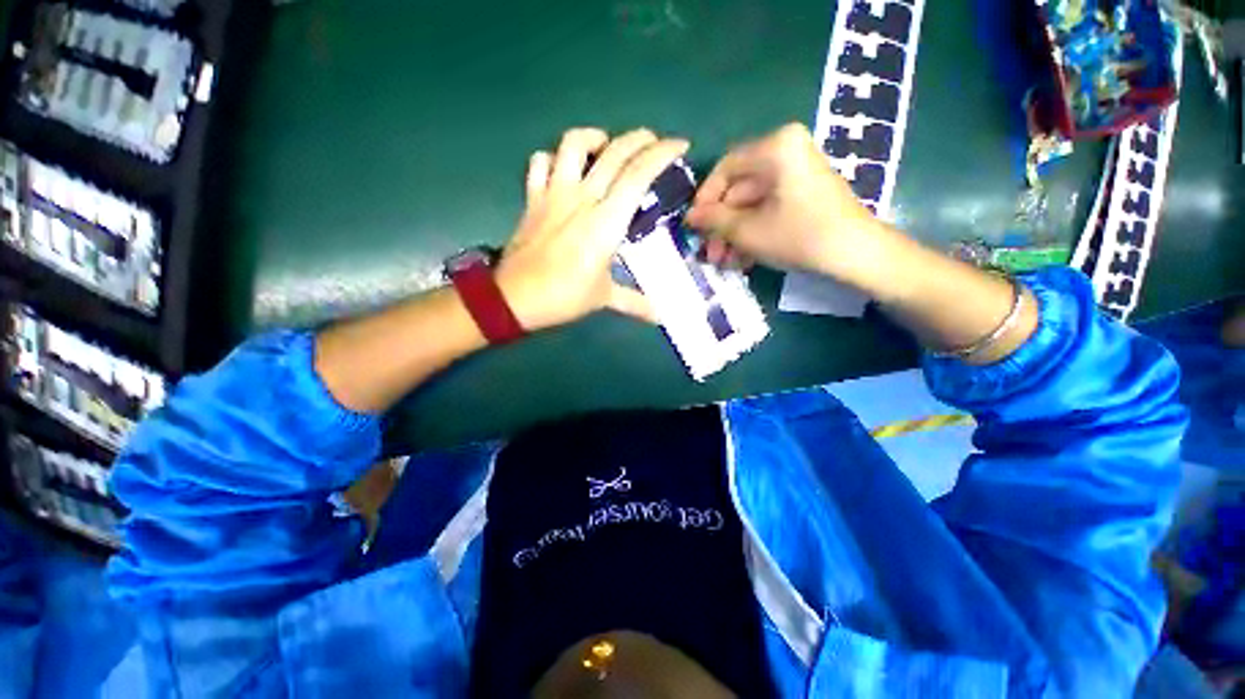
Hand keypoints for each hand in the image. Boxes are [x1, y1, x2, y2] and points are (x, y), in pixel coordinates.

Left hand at [496, 128, 688, 331]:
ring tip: (606, 147)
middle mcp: (582, 197)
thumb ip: (635, 303)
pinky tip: (563, 167)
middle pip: (614, 152)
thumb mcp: (604, 298)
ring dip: (595, 138)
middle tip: (653, 143)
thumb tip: (660, 316)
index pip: (638, 175)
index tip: (680, 145)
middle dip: (640, 139)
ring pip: (573, 144)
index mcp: (606, 221)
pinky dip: (554, 158)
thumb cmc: (564, 296)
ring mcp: (554, 193)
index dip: (662, 154)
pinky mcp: (533, 198)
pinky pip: (540, 163)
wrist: (515, 297)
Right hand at [685, 123, 887, 284]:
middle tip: (709, 253)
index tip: (693, 225)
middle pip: (739, 190)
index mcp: (776, 147)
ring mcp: (796, 174)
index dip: (705, 198)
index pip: (725, 167)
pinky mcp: (803, 194)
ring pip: (751, 204)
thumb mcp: (748, 230)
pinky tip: (742, 259)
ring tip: (724, 263)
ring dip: (734, 235)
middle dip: (721, 226)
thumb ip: (714, 220)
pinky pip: (768, 210)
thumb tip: (689, 217)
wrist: (855, 254)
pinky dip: (753, 233)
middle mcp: (786, 151)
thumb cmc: (799, 235)